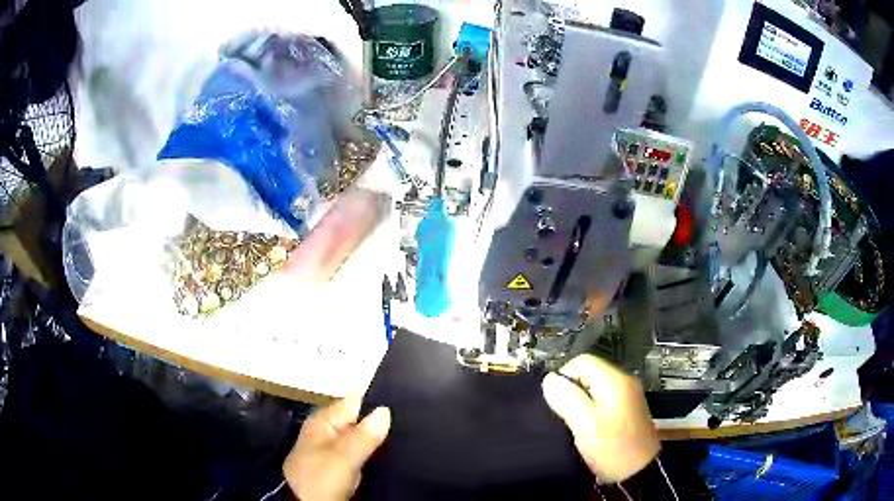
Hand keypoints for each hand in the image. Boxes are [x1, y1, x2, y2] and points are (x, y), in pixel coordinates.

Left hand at [283, 395, 390, 500]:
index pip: (352, 402)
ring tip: (400, 440)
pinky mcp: (336, 466)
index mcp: (322, 421)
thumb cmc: (322, 477)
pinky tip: (384, 455)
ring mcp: (329, 449)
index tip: (400, 407)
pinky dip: (369, 454)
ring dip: (375, 440)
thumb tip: (384, 410)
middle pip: (356, 420)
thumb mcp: (345, 456)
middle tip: (404, 427)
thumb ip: (364, 434)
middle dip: (377, 423)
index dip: (375, 403)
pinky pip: (357, 453)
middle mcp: (324, 431)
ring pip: (359, 438)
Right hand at [542, 354, 659, 482]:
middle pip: (588, 372)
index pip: (582, 361)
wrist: (636, 472)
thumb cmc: (611, 447)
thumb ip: (566, 398)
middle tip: (566, 415)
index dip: (565, 376)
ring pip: (593, 387)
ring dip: (580, 401)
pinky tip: (587, 427)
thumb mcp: (585, 424)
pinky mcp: (626, 409)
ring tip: (575, 423)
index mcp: (615, 380)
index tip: (558, 402)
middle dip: (572, 390)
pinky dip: (590, 409)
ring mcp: (627, 396)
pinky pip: (601, 399)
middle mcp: (624, 382)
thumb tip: (549, 379)